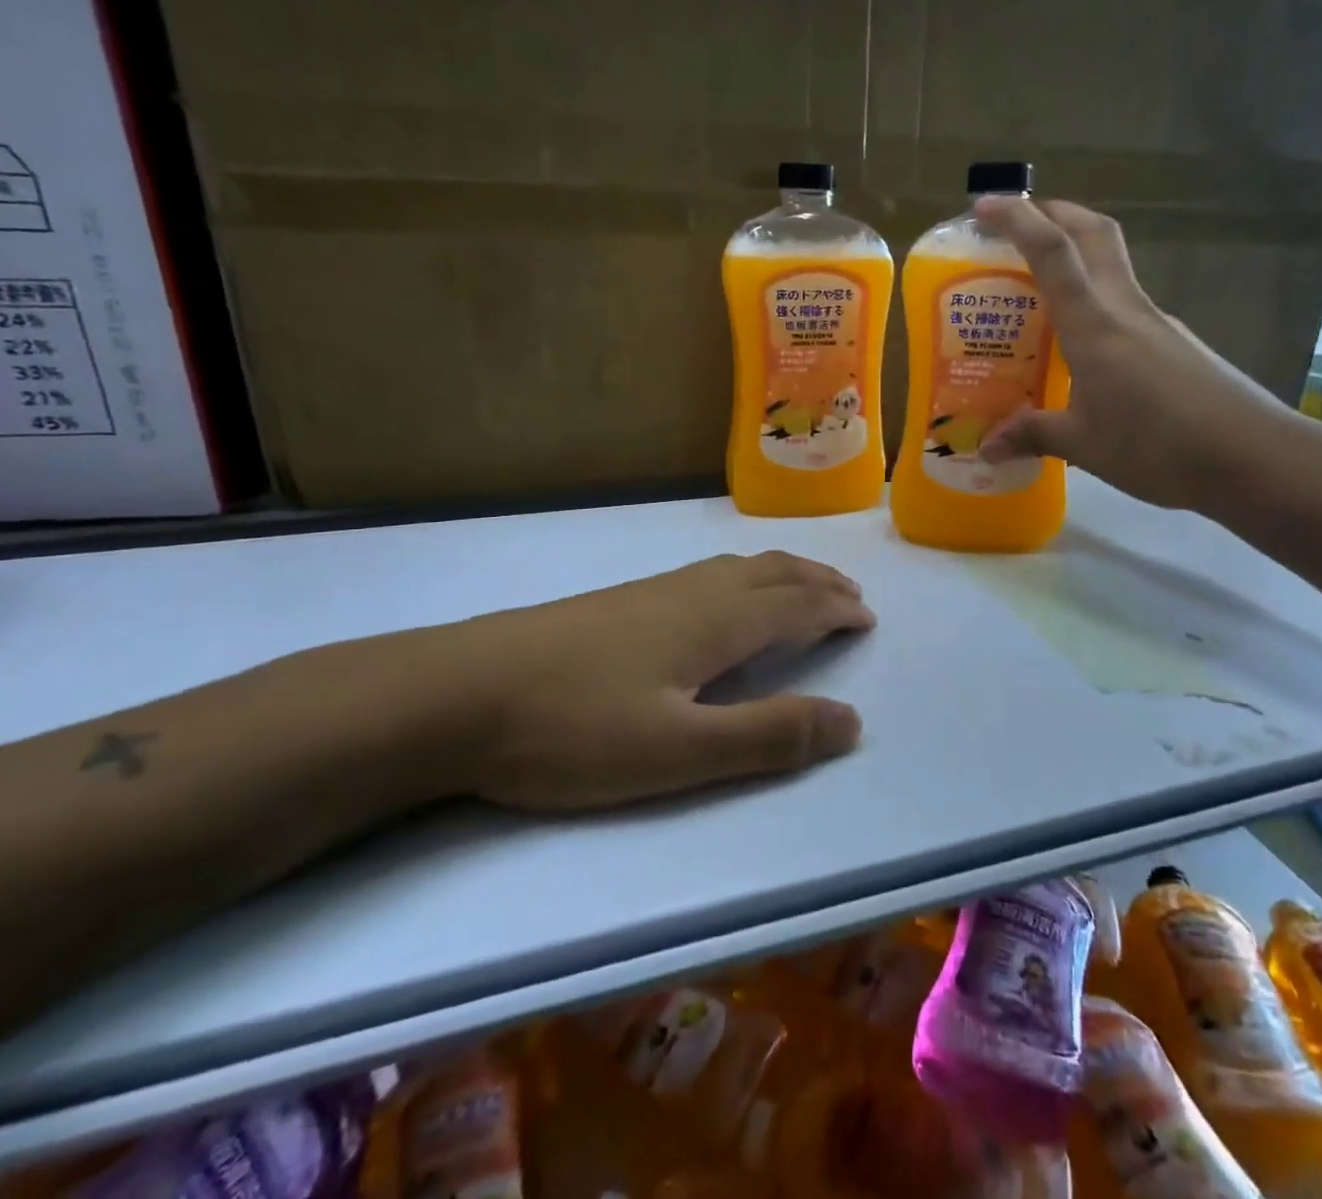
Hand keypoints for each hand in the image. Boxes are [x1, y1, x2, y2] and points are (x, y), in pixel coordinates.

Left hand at [435, 552, 872, 809]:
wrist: (455, 694)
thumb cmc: (572, 730)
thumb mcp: (678, 752)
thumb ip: (767, 737)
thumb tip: (852, 720)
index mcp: (715, 622)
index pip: (795, 606)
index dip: (835, 609)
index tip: (867, 616)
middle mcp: (691, 594)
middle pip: (771, 574)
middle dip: (817, 582)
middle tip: (850, 593)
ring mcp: (649, 593)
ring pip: (736, 568)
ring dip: (782, 574)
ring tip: (801, 585)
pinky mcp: (616, 603)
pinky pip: (706, 574)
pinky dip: (742, 576)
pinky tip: (719, 595)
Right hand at [974, 197, 1315, 516]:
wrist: (1253, 457)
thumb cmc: (1159, 447)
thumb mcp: (1085, 446)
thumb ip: (1033, 435)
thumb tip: (985, 447)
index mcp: (1094, 325)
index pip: (1053, 252)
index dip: (1018, 219)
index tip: (984, 206)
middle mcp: (1125, 308)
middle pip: (1093, 233)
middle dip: (1053, 213)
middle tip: (1015, 224)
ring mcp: (1155, 322)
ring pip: (1110, 265)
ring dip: (1074, 254)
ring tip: (1034, 290)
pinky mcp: (1172, 342)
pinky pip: (1122, 303)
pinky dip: (1092, 300)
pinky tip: (1079, 345)